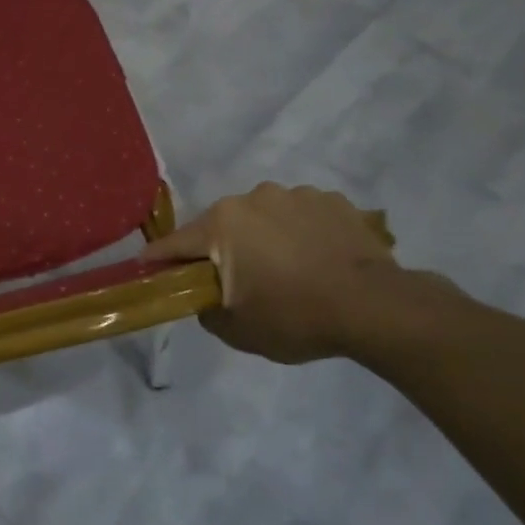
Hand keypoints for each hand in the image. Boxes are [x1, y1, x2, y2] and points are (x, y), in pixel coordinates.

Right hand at [143, 183, 402, 363]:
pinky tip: (317, 260)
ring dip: (264, 238)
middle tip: (235, 281)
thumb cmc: (295, 316)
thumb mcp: (238, 330)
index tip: (148, 268)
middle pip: (222, 226)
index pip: (176, 242)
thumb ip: (207, 310)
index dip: (159, 259)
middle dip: (221, 249)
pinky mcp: (333, 200)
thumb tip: (206, 297)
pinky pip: (302, 216)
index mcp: (223, 223)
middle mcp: (253, 198)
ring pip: (264, 217)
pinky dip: (301, 233)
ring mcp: (296, 194)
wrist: (376, 307)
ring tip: (287, 271)